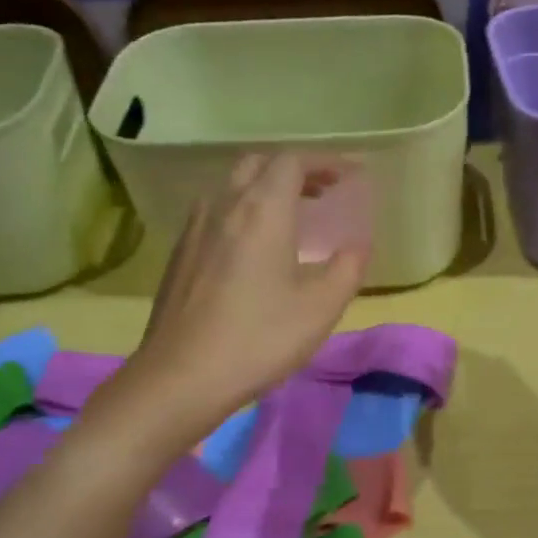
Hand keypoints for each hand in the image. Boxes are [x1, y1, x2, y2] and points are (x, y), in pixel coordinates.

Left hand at [106, 153, 365, 439]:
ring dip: (265, 190)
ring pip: (232, 188)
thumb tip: (358, 245)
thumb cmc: (259, 338)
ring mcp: (195, 229)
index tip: (350, 175)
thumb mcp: (321, 308)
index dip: (325, 162)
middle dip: (294, 170)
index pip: (293, 162)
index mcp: (262, 211)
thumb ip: (347, 268)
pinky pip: (216, 213)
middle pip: (258, 165)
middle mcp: (224, 206)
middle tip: (322, 192)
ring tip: (290, 217)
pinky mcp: (179, 255)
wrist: (182, 376)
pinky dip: (242, 212)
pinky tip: (252, 248)